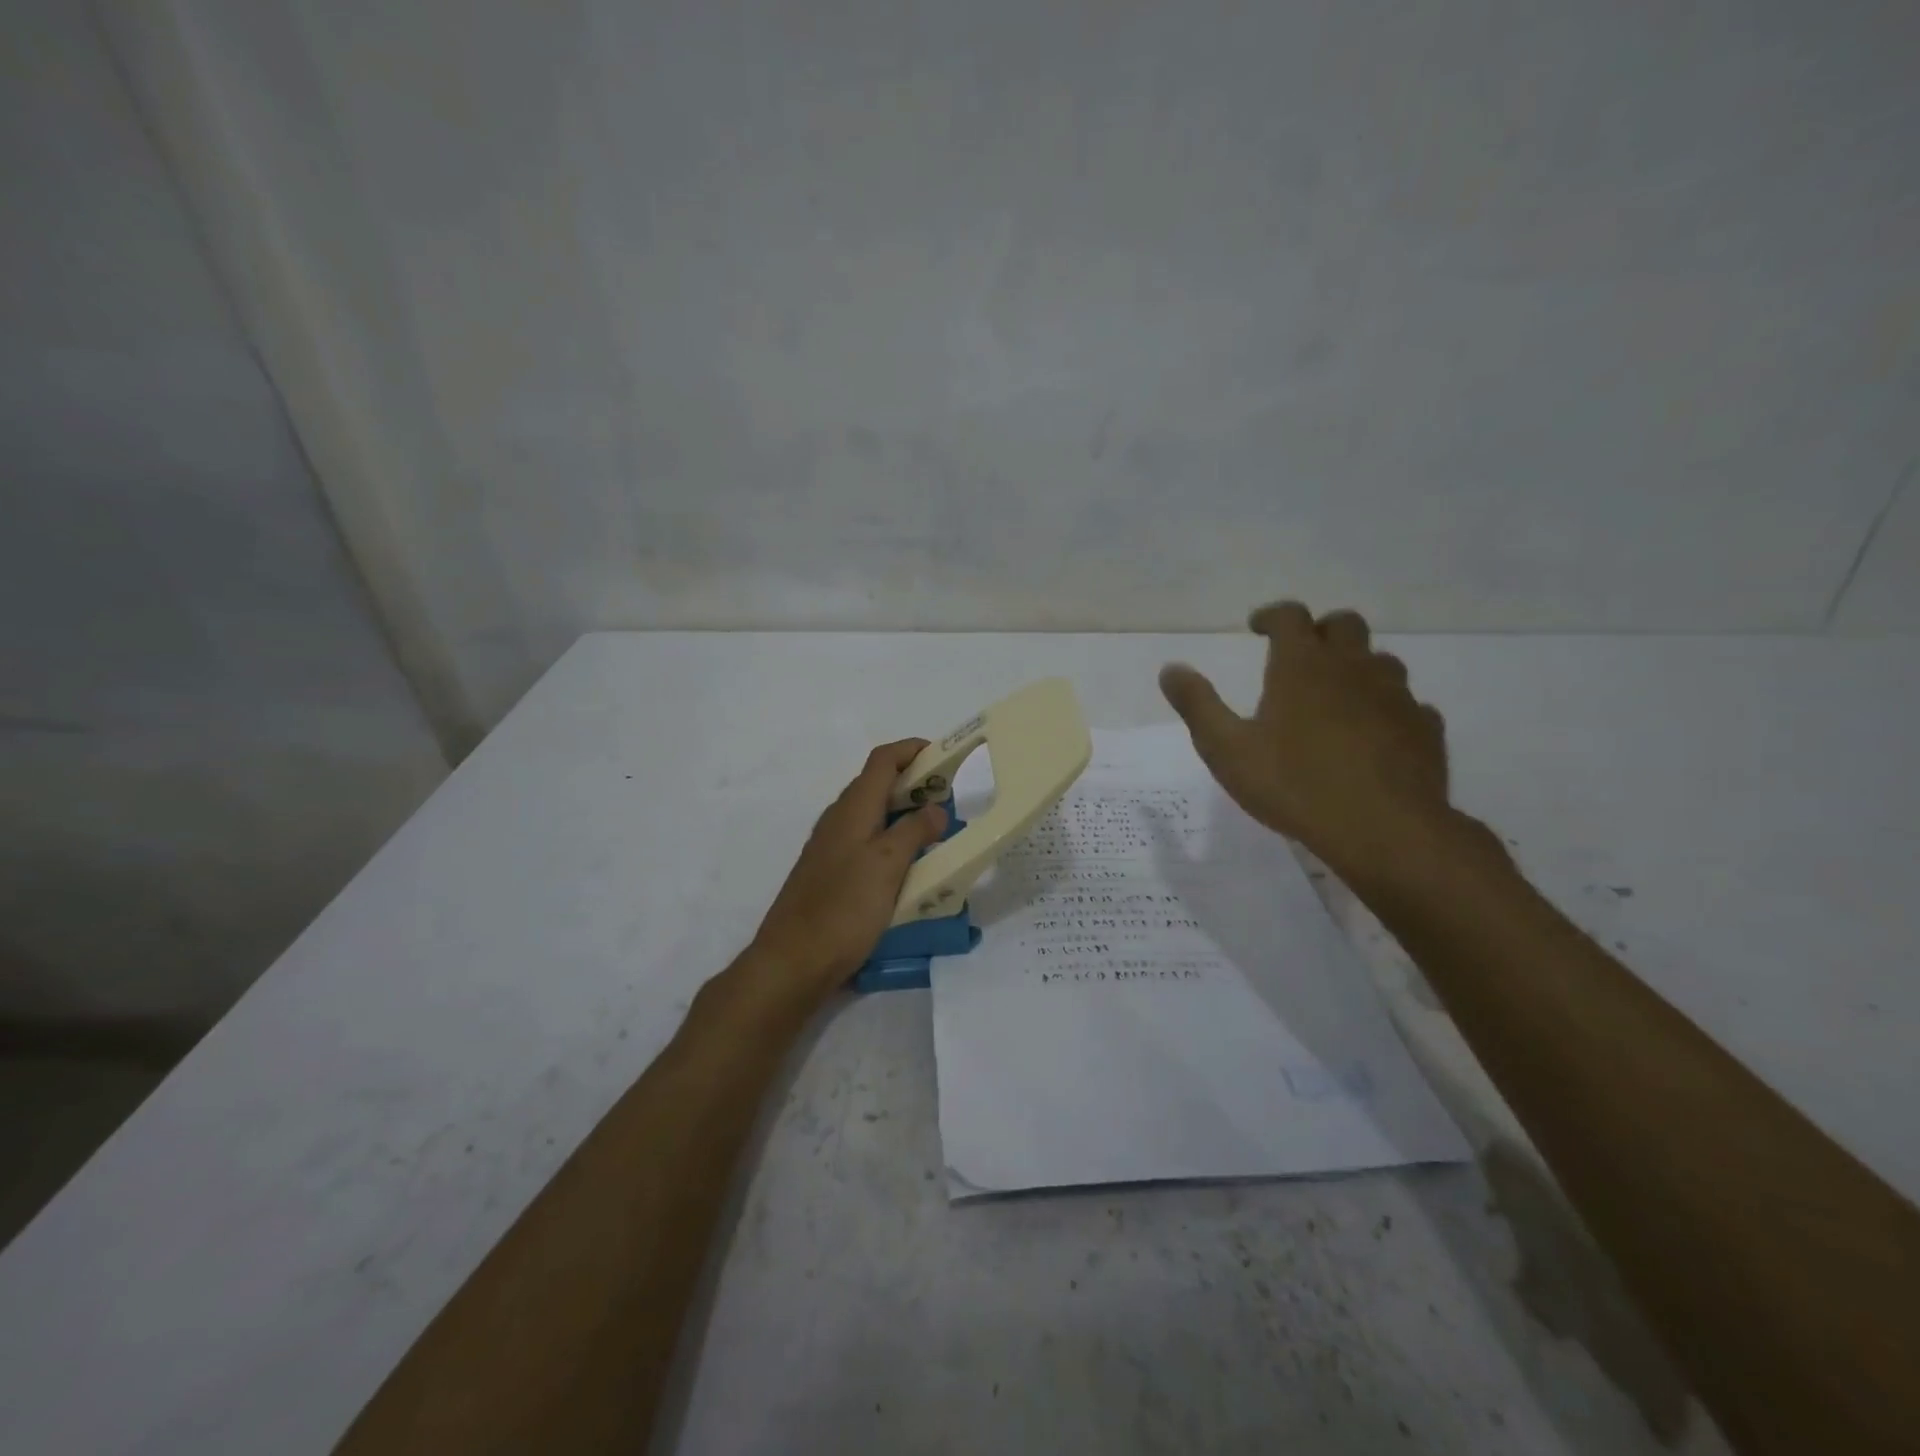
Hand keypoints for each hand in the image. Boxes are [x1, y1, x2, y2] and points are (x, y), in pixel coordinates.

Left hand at [748, 739, 948, 1004]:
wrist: (793, 961)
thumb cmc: (844, 907)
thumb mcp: (888, 865)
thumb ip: (914, 831)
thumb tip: (935, 809)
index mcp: (853, 808)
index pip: (882, 760)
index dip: (911, 749)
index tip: (944, 756)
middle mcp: (839, 820)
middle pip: (877, 785)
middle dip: (913, 784)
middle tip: (948, 801)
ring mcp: (831, 848)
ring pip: (873, 816)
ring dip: (904, 815)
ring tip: (936, 833)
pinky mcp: (830, 874)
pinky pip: (867, 844)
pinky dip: (891, 842)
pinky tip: (908, 868)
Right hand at [1160, 603, 1454, 881]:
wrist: (1382, 829)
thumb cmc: (1293, 784)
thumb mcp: (1226, 749)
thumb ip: (1197, 705)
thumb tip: (1171, 669)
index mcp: (1302, 665)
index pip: (1290, 616)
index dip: (1272, 616)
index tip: (1257, 628)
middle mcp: (1353, 667)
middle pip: (1343, 624)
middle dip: (1319, 631)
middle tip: (1299, 657)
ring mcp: (1396, 695)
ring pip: (1380, 660)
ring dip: (1356, 667)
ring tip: (1336, 696)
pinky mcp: (1424, 727)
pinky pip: (1408, 704)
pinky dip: (1387, 708)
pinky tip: (1374, 734)